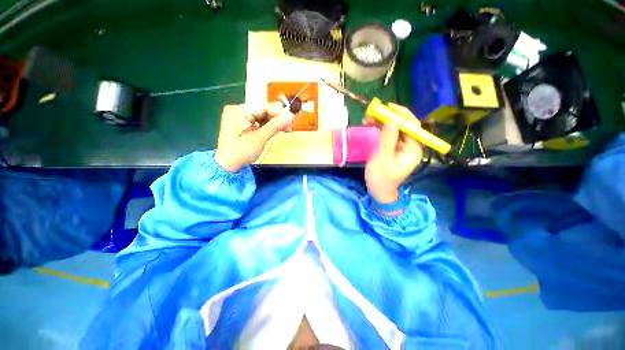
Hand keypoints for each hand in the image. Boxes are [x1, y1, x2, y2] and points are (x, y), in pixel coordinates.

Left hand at [215, 102, 293, 171]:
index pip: (262, 107)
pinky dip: (269, 128)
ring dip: (275, 124)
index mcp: (238, 111)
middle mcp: (239, 112)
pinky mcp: (245, 128)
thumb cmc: (242, 151)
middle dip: (277, 118)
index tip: (290, 117)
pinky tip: (279, 130)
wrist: (228, 166)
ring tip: (287, 129)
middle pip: (263, 112)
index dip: (277, 112)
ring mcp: (241, 120)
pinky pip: (260, 124)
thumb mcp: (260, 138)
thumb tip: (290, 115)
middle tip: (290, 124)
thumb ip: (275, 125)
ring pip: (263, 118)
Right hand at [364, 103, 423, 202]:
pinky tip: (371, 125)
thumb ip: (388, 138)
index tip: (388, 107)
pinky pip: (388, 135)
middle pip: (403, 126)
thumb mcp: (383, 157)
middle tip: (373, 112)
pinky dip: (380, 129)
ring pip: (394, 129)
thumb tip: (393, 119)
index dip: (402, 114)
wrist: (378, 191)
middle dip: (389, 117)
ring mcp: (401, 147)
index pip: (412, 126)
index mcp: (413, 149)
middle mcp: (410, 146)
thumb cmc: (381, 177)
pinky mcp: (392, 148)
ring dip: (382, 122)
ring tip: (368, 118)